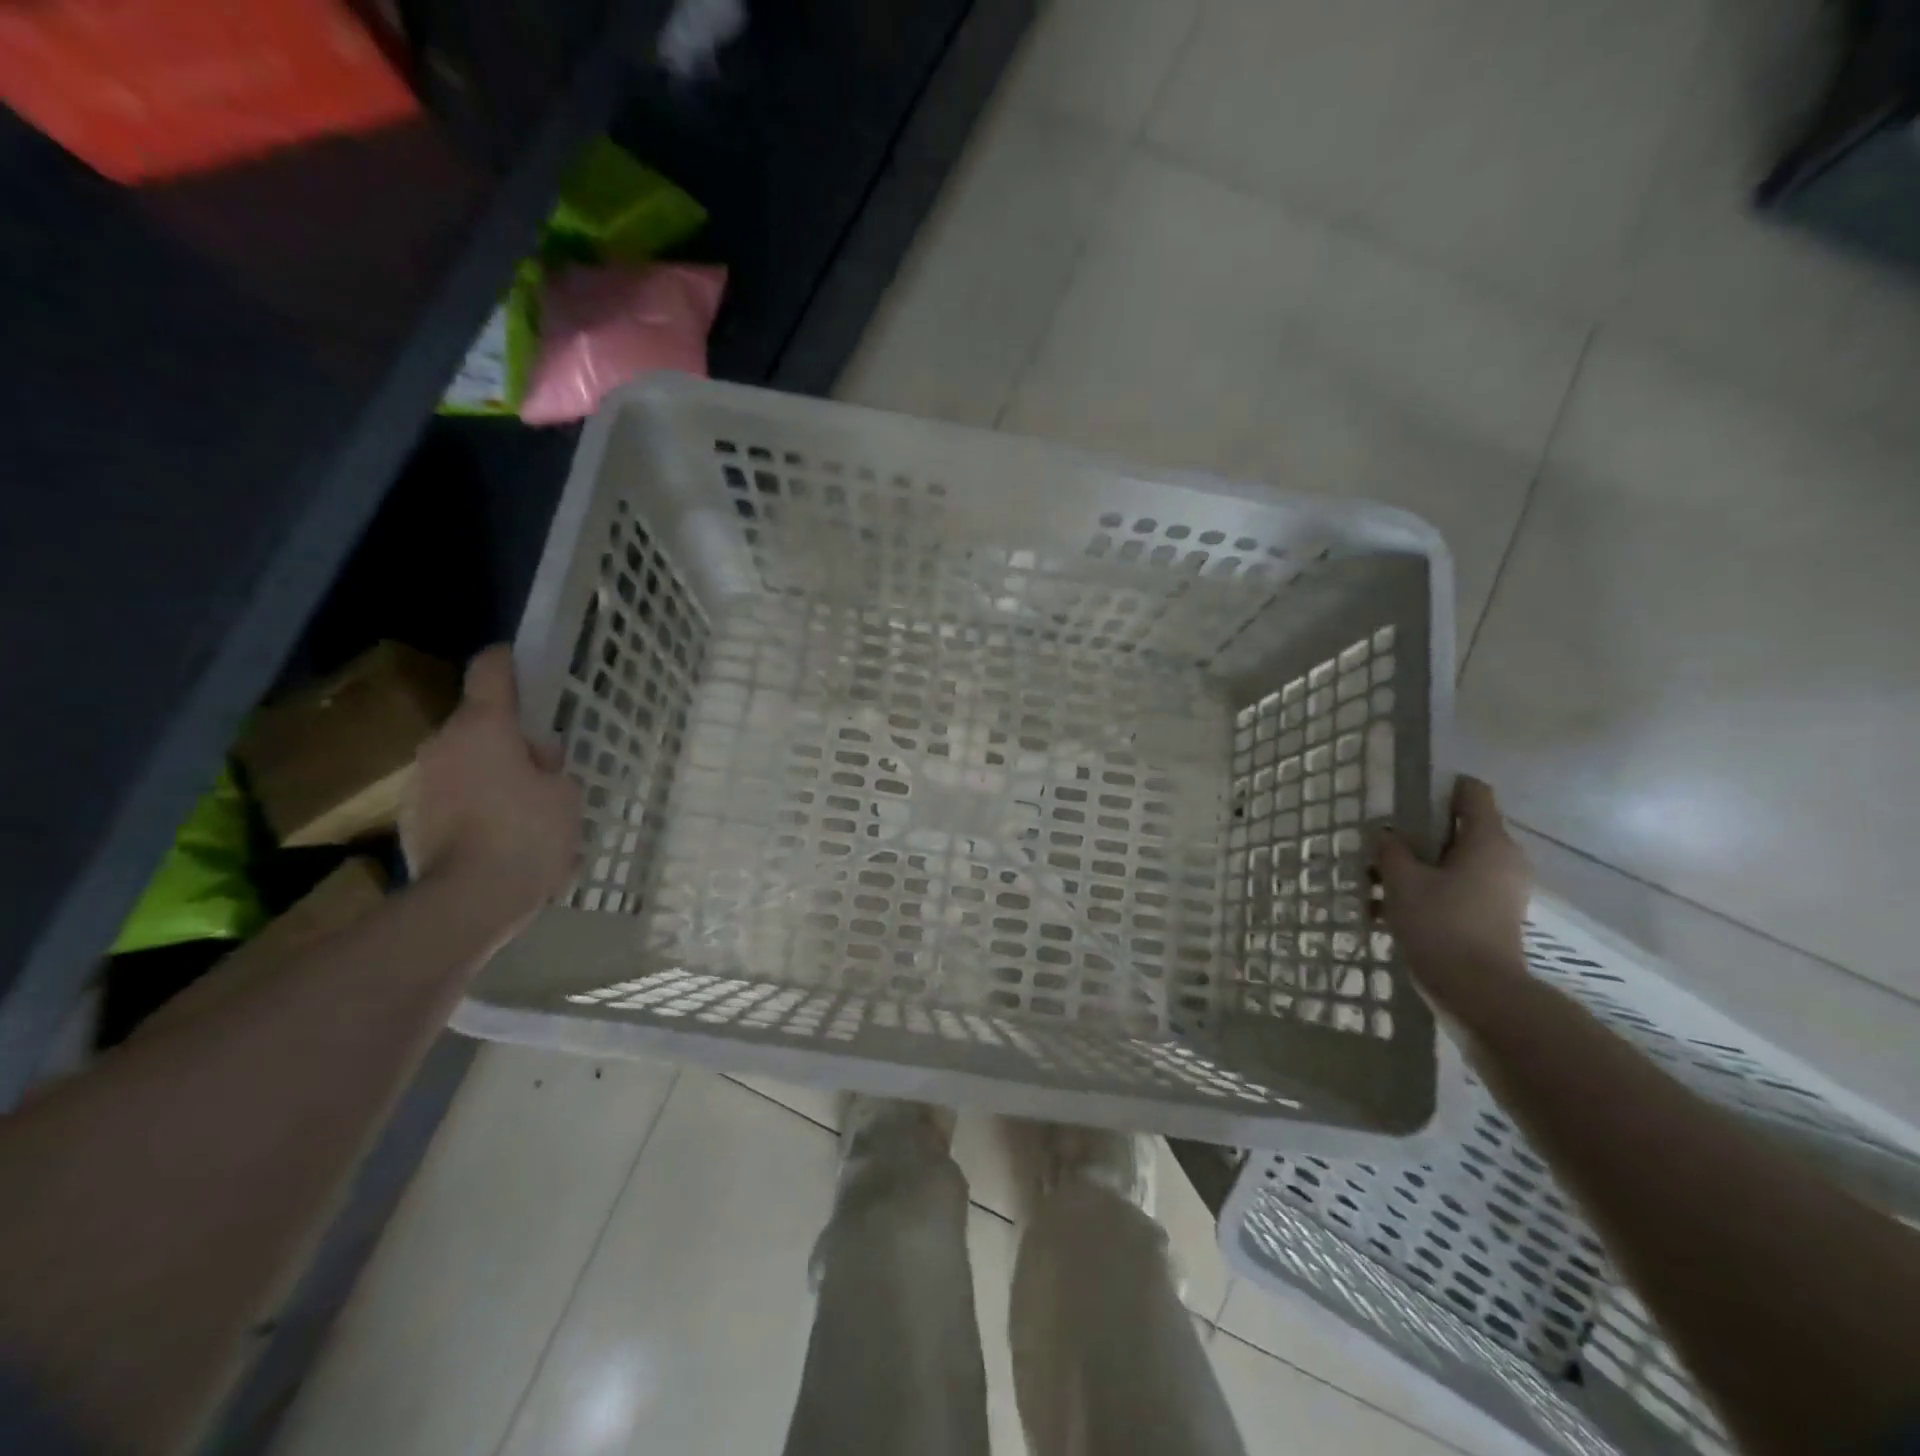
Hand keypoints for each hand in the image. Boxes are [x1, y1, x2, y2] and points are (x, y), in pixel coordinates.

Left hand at [400, 646, 581, 928]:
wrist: (468, 901)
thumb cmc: (528, 834)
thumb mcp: (566, 794)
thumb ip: (551, 768)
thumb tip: (535, 761)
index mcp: (484, 727)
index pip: (490, 673)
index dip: (507, 661)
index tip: (518, 659)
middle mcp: (443, 745)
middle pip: (479, 724)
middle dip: (509, 737)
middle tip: (544, 765)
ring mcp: (422, 783)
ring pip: (465, 762)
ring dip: (492, 773)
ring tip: (526, 808)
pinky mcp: (413, 820)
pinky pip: (455, 797)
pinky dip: (477, 805)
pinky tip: (502, 836)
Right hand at [1376, 777, 1530, 1012]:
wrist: (1477, 992)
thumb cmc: (1441, 924)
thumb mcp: (1402, 880)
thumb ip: (1389, 849)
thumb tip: (1382, 833)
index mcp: (1488, 841)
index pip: (1473, 792)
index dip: (1439, 786)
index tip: (1404, 796)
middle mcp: (1504, 859)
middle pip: (1457, 829)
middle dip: (1416, 835)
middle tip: (1380, 845)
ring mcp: (1501, 890)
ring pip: (1452, 862)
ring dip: (1416, 867)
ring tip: (1375, 883)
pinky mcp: (1493, 915)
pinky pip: (1455, 888)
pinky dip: (1426, 891)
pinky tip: (1386, 911)